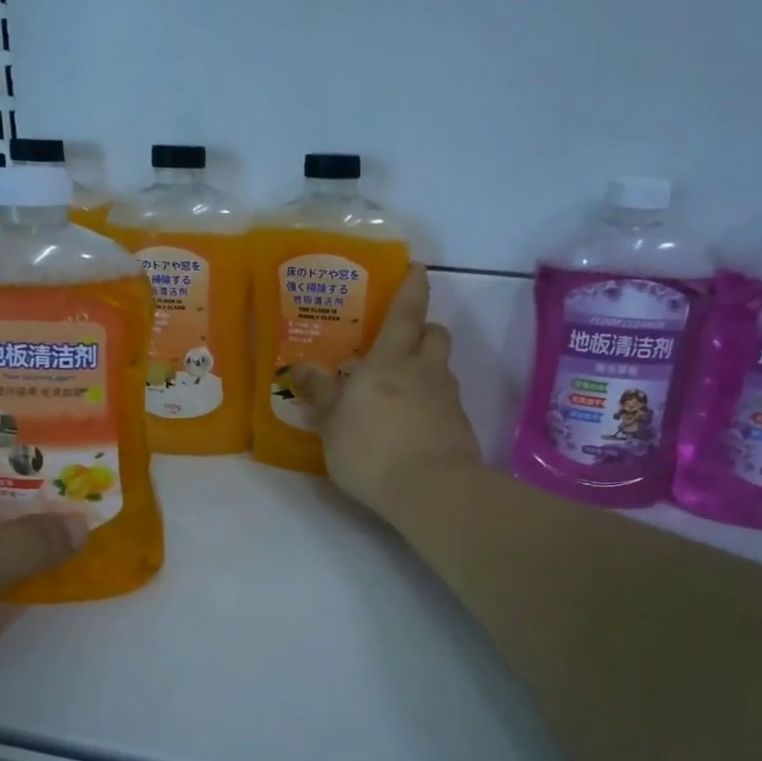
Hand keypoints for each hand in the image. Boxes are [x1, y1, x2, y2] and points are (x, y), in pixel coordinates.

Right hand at [289, 265, 483, 525]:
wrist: (431, 490)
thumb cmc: (372, 449)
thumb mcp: (333, 424)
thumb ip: (320, 393)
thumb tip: (301, 365)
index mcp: (391, 361)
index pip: (407, 312)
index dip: (412, 288)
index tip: (417, 270)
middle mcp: (425, 371)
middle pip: (436, 333)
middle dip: (424, 329)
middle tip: (403, 342)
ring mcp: (448, 399)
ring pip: (443, 368)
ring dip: (428, 368)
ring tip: (404, 389)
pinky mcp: (460, 427)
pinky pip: (447, 402)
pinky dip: (433, 403)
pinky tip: (415, 426)